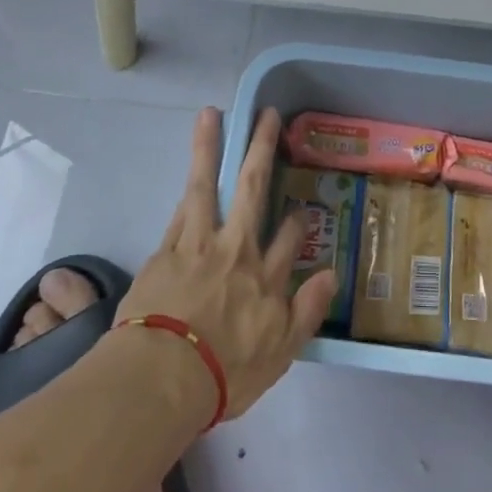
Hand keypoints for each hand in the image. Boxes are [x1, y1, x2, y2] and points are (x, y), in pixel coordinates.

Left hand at [117, 107, 335, 421]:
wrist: (160, 377)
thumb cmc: (224, 372)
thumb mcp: (281, 352)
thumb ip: (307, 310)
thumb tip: (331, 274)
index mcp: (265, 276)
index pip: (289, 237)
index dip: (298, 219)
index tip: (302, 210)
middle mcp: (236, 248)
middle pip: (254, 188)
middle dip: (262, 149)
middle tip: (268, 115)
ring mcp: (199, 243)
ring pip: (208, 185)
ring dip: (210, 147)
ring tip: (210, 113)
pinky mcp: (166, 250)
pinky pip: (181, 209)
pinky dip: (188, 186)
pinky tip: (191, 168)